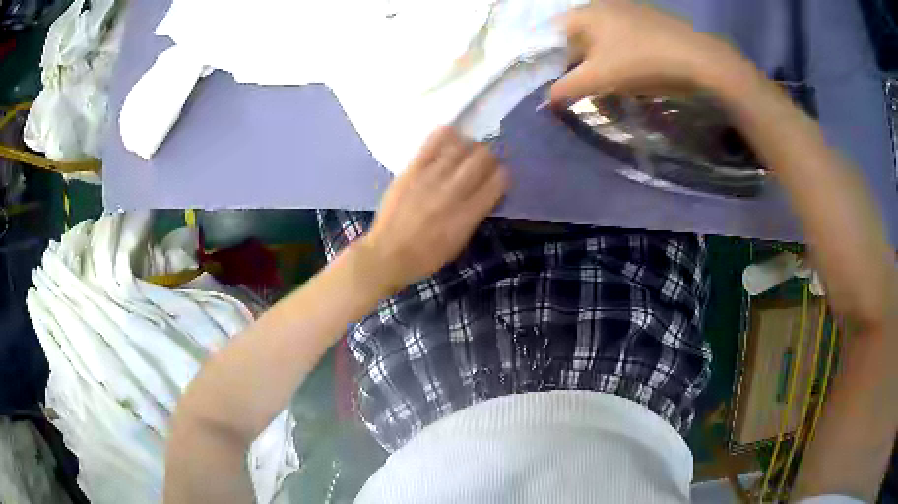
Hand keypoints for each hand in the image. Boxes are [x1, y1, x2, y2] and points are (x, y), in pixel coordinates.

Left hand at [358, 127, 508, 293]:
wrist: (388, 254)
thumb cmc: (426, 256)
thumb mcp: (460, 242)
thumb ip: (475, 214)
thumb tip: (485, 192)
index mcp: (469, 213)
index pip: (498, 180)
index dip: (501, 174)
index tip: (496, 176)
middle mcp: (454, 192)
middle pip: (482, 158)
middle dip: (488, 157)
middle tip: (481, 161)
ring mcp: (431, 178)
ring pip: (460, 147)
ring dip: (468, 145)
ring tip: (464, 149)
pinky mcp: (412, 170)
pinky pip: (432, 143)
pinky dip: (445, 134)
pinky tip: (450, 134)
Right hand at [550, 0, 746, 104]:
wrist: (699, 59)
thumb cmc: (642, 62)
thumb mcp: (600, 78)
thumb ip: (567, 88)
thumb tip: (547, 100)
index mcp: (585, 12)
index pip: (553, 33)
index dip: (552, 59)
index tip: (561, 81)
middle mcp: (602, 4)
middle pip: (578, 35)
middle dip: (579, 61)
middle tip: (587, 85)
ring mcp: (628, 9)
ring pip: (602, 37)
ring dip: (601, 60)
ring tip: (613, 82)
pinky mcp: (649, 20)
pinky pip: (624, 37)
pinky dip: (621, 54)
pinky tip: (634, 70)